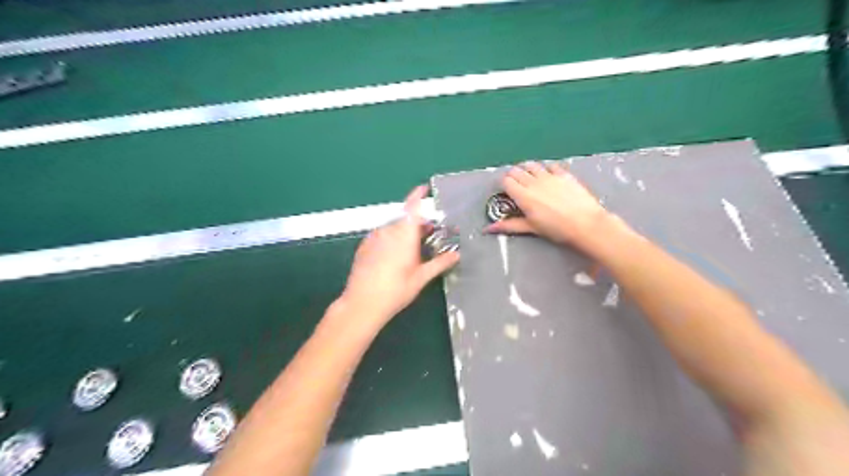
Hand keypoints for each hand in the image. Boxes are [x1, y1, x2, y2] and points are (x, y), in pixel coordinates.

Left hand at [337, 184, 456, 326]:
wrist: (362, 303)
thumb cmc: (395, 290)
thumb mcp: (421, 278)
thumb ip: (439, 263)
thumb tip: (456, 255)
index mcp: (404, 235)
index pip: (412, 208)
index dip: (418, 196)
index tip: (424, 188)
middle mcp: (388, 231)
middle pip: (404, 219)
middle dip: (416, 222)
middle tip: (428, 233)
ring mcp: (374, 238)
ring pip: (392, 227)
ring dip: (403, 231)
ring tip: (412, 247)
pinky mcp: (364, 246)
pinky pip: (381, 235)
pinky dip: (391, 238)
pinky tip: (394, 255)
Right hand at [484, 161, 609, 253]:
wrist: (586, 223)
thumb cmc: (556, 229)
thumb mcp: (531, 228)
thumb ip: (509, 226)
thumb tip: (487, 230)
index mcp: (523, 195)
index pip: (506, 181)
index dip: (504, 184)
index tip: (506, 190)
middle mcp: (533, 182)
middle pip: (517, 171)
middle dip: (513, 176)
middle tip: (517, 185)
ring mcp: (549, 175)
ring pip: (532, 165)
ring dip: (527, 169)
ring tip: (530, 177)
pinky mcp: (564, 174)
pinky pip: (550, 165)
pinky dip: (545, 168)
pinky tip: (548, 175)